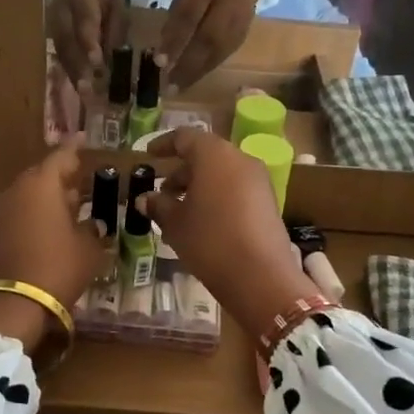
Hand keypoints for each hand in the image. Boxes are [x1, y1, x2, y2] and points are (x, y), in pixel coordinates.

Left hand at [0, 140, 103, 348]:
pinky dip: (36, 214)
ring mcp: (3, 210)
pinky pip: (21, 212)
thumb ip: (94, 230)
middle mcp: (18, 190)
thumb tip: (95, 224)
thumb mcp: (88, 248)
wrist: (12, 303)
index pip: (62, 156)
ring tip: (72, 205)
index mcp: (42, 184)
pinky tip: (52, 226)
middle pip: (43, 174)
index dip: (76, 148)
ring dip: (49, 197)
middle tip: (83, 180)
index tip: (85, 139)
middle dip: (63, 176)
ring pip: (30, 194)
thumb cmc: (58, 267)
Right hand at [46, 0, 127, 84]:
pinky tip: (78, 86)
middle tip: (87, 89)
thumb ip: (115, 28)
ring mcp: (52, 22)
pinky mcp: (51, 33)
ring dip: (72, 73)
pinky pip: (59, 53)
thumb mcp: (117, 2)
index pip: (84, 21)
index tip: (96, 62)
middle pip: (67, 41)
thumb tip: (112, 58)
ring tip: (83, 93)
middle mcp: (61, 11)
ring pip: (61, 50)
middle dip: (77, 66)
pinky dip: (69, 70)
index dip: (88, 42)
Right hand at [138, 128, 318, 335]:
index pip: (185, 137)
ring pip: (222, 174)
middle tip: (162, 193)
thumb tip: (145, 198)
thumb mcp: (175, 224)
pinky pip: (235, 190)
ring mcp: (258, 181)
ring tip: (178, 213)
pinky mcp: (268, 203)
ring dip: (198, 187)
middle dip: (181, 172)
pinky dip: (216, 198)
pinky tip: (202, 223)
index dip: (164, 144)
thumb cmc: (210, 240)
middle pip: (206, 156)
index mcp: (214, 155)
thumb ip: (159, 205)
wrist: (260, 276)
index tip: (148, 155)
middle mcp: (240, 160)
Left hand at [158, 0, 269, 90]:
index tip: (158, 62)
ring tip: (178, 88)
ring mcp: (239, 22)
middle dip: (186, 64)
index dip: (174, 40)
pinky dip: (206, 69)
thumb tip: (165, 47)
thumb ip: (177, 14)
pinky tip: (193, 79)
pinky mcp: (243, 35)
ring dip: (196, 72)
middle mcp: (227, 4)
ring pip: (217, 52)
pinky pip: (223, 55)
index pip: (189, 15)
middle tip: (168, 85)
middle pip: (207, 39)